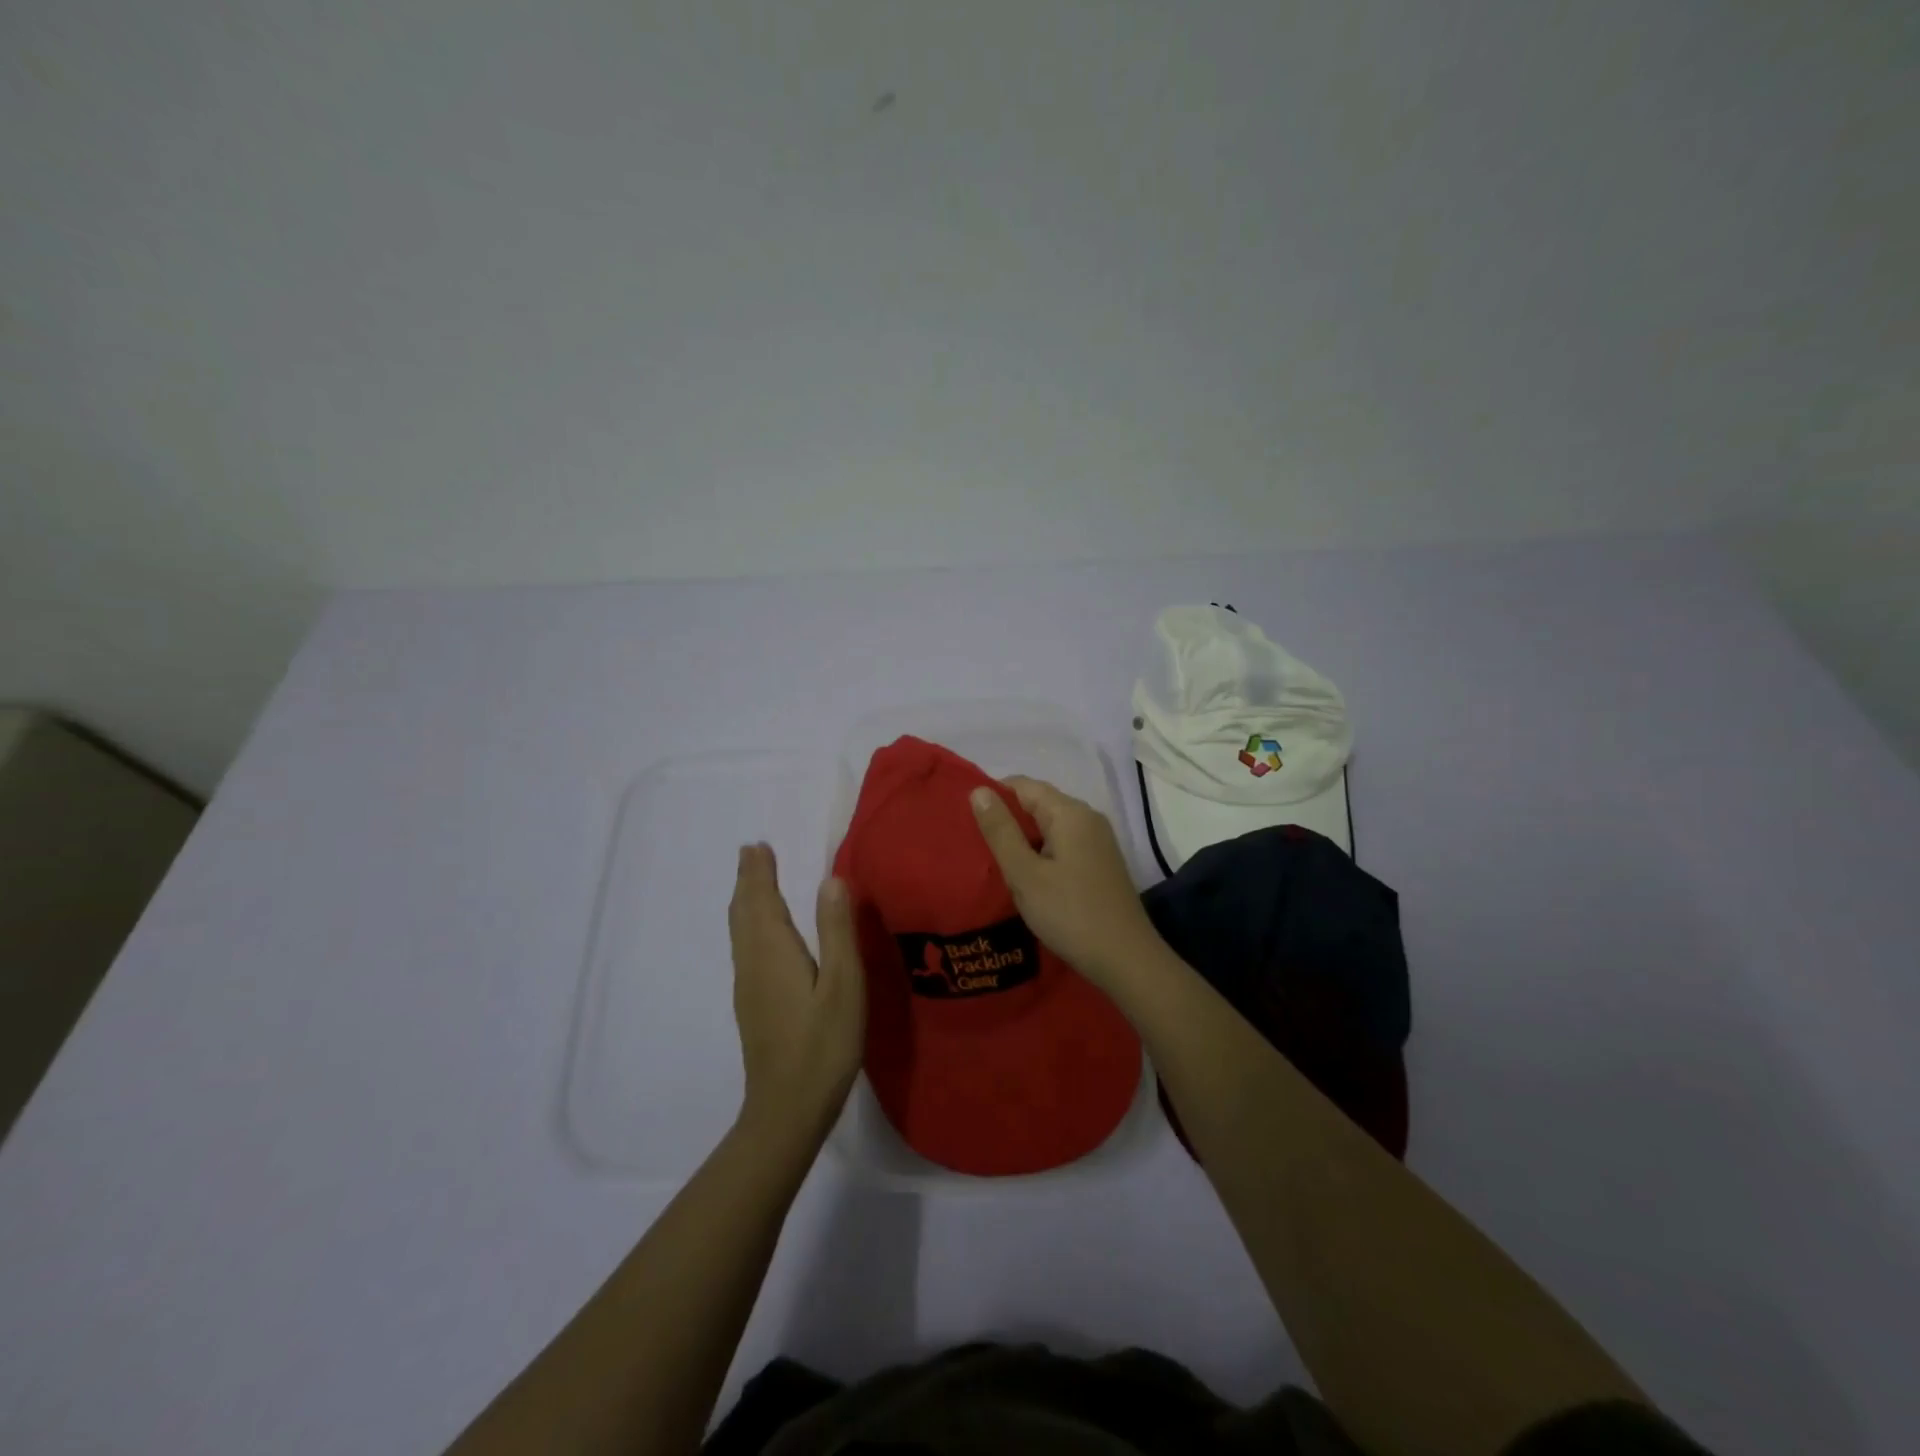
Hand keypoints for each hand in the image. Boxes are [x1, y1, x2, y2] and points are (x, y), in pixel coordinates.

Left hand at [727, 845, 864, 1142]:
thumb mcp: (843, 985)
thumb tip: (830, 880)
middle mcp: (753, 963)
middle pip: (744, 912)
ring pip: (740, 931)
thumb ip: (837, 931)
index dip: (759, 872)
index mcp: (774, 952)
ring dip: (745, 901)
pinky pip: (744, 947)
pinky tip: (758, 934)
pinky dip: (747, 924)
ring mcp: (748, 986)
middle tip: (750, 852)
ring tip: (751, 881)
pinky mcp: (751, 1004)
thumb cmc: (823, 1045)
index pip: (761, 901)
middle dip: (747, 880)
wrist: (786, 1109)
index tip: (757, 845)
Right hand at [969, 776, 1164, 989]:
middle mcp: (1087, 818)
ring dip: (1023, 839)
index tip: (966, 820)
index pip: (1024, 785)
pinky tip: (1026, 876)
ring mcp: (1098, 841)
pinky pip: (1063, 844)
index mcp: (1070, 813)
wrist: (1125, 959)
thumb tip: (979, 789)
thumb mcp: (1025, 873)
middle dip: (1007, 818)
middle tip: (975, 844)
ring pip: (1050, 826)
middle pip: (1039, 803)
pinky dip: (1041, 853)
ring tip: (993, 861)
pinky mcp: (1100, 863)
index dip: (993, 796)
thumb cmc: (1070, 913)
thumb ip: (1000, 831)